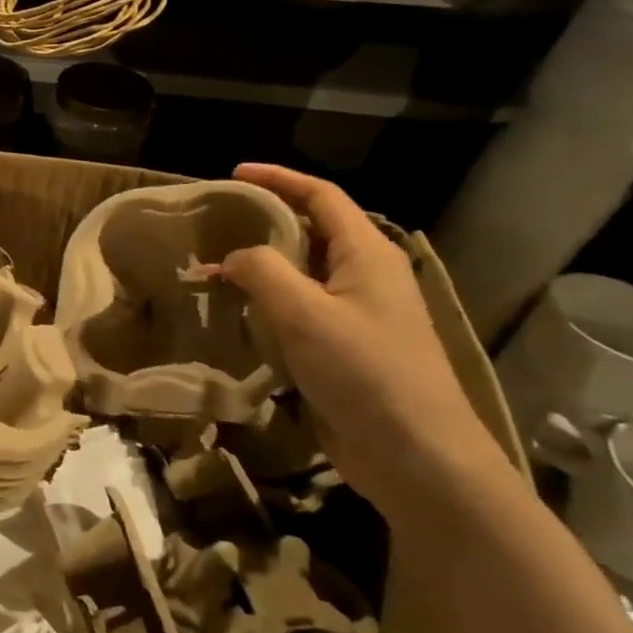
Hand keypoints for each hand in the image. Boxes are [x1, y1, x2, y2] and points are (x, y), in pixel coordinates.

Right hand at [219, 164, 514, 525]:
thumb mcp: (304, 313)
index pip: (321, 196)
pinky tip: (239, 317)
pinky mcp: (346, 350)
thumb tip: (234, 258)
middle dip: (264, 224)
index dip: (278, 179)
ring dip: (260, 269)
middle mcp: (366, 276)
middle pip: (311, 232)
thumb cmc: (366, 372)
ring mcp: (358, 315)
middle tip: (215, 225)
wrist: (418, 458)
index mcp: (367, 254)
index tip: (233, 174)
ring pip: (302, 275)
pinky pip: (301, 312)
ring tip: (214, 271)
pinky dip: (268, 306)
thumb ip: (262, 271)